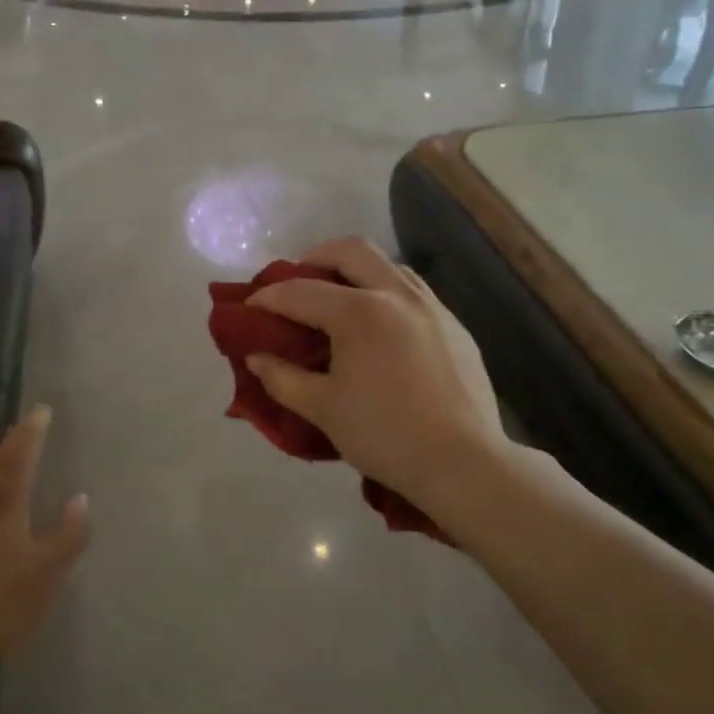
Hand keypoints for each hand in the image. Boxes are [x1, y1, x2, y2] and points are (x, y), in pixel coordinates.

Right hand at [246, 238, 508, 511]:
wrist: (464, 463)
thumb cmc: (385, 435)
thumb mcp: (323, 409)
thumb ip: (282, 378)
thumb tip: (256, 357)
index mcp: (360, 312)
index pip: (300, 291)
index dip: (268, 297)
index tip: (248, 307)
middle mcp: (397, 295)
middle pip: (350, 250)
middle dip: (314, 258)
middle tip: (296, 284)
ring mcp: (431, 307)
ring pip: (387, 265)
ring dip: (355, 271)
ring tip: (338, 300)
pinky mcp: (454, 326)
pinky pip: (413, 292)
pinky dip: (385, 293)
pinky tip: (380, 327)